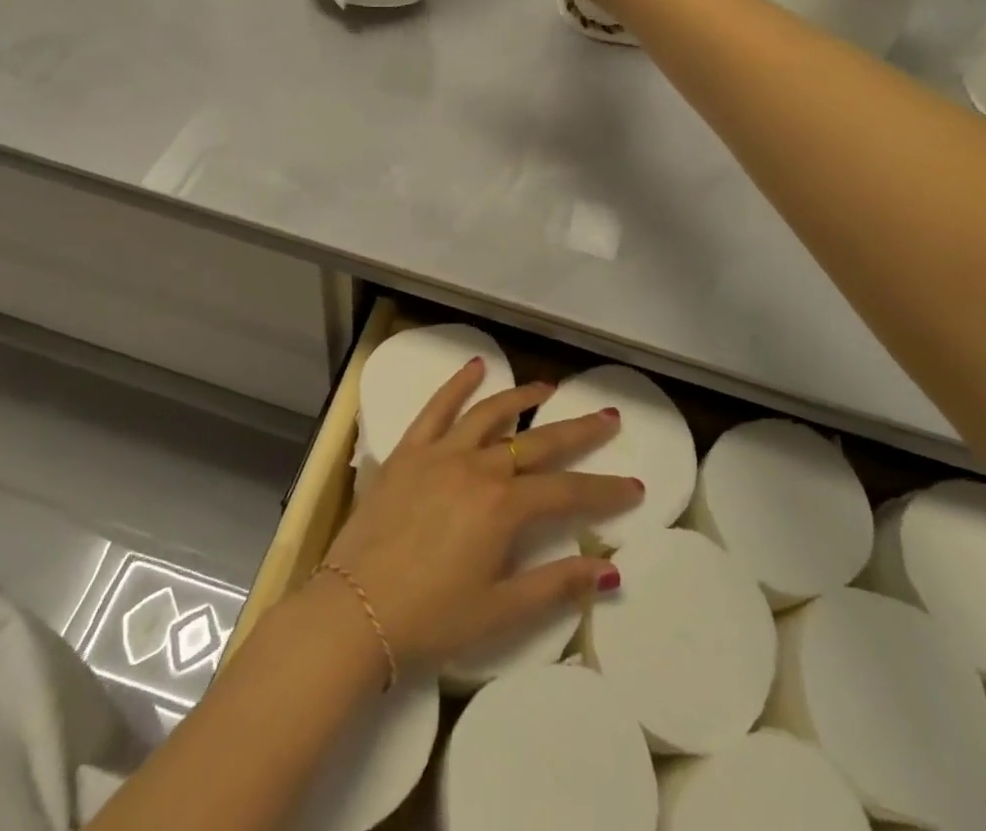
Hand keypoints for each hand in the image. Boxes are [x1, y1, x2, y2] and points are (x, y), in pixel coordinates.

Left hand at [320, 357, 640, 669]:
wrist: (352, 612)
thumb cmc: (430, 619)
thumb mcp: (499, 612)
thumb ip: (555, 585)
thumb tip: (609, 570)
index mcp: (503, 507)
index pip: (567, 492)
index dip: (603, 490)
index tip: (633, 486)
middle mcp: (478, 468)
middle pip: (537, 443)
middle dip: (578, 431)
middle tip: (607, 417)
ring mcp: (440, 454)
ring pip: (490, 414)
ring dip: (522, 398)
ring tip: (548, 388)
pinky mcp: (408, 452)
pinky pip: (436, 409)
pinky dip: (458, 385)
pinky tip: (476, 367)